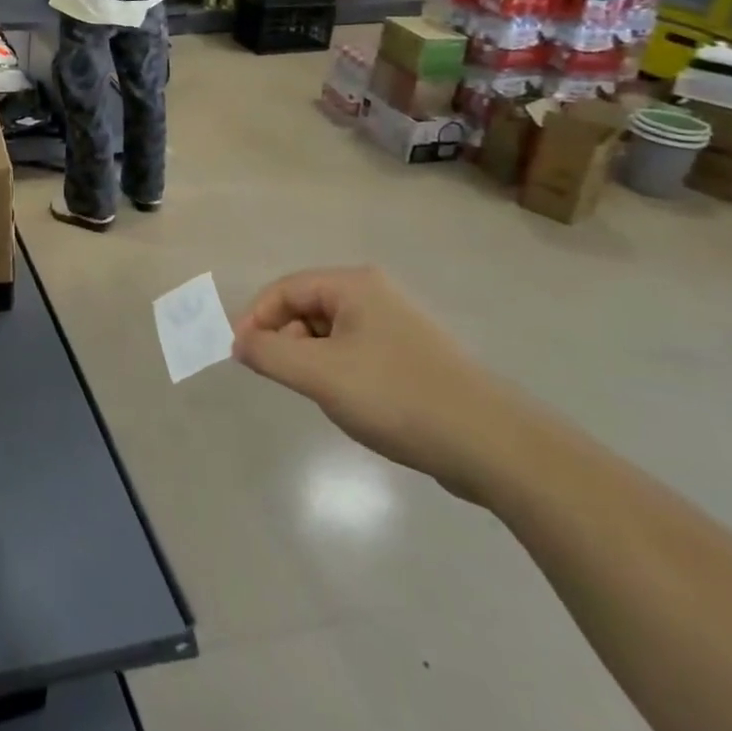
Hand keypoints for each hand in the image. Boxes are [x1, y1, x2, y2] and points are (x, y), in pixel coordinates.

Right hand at [232, 266, 524, 498]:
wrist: (492, 445)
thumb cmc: (396, 396)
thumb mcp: (319, 374)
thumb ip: (268, 353)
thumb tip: (239, 342)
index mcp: (353, 285)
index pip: (284, 289)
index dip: (254, 318)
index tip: (240, 355)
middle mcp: (374, 295)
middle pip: (305, 307)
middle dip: (284, 340)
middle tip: (283, 378)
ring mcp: (396, 326)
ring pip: (329, 333)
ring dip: (311, 360)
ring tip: (321, 394)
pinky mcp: (410, 357)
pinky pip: (354, 353)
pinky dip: (338, 372)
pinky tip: (351, 403)